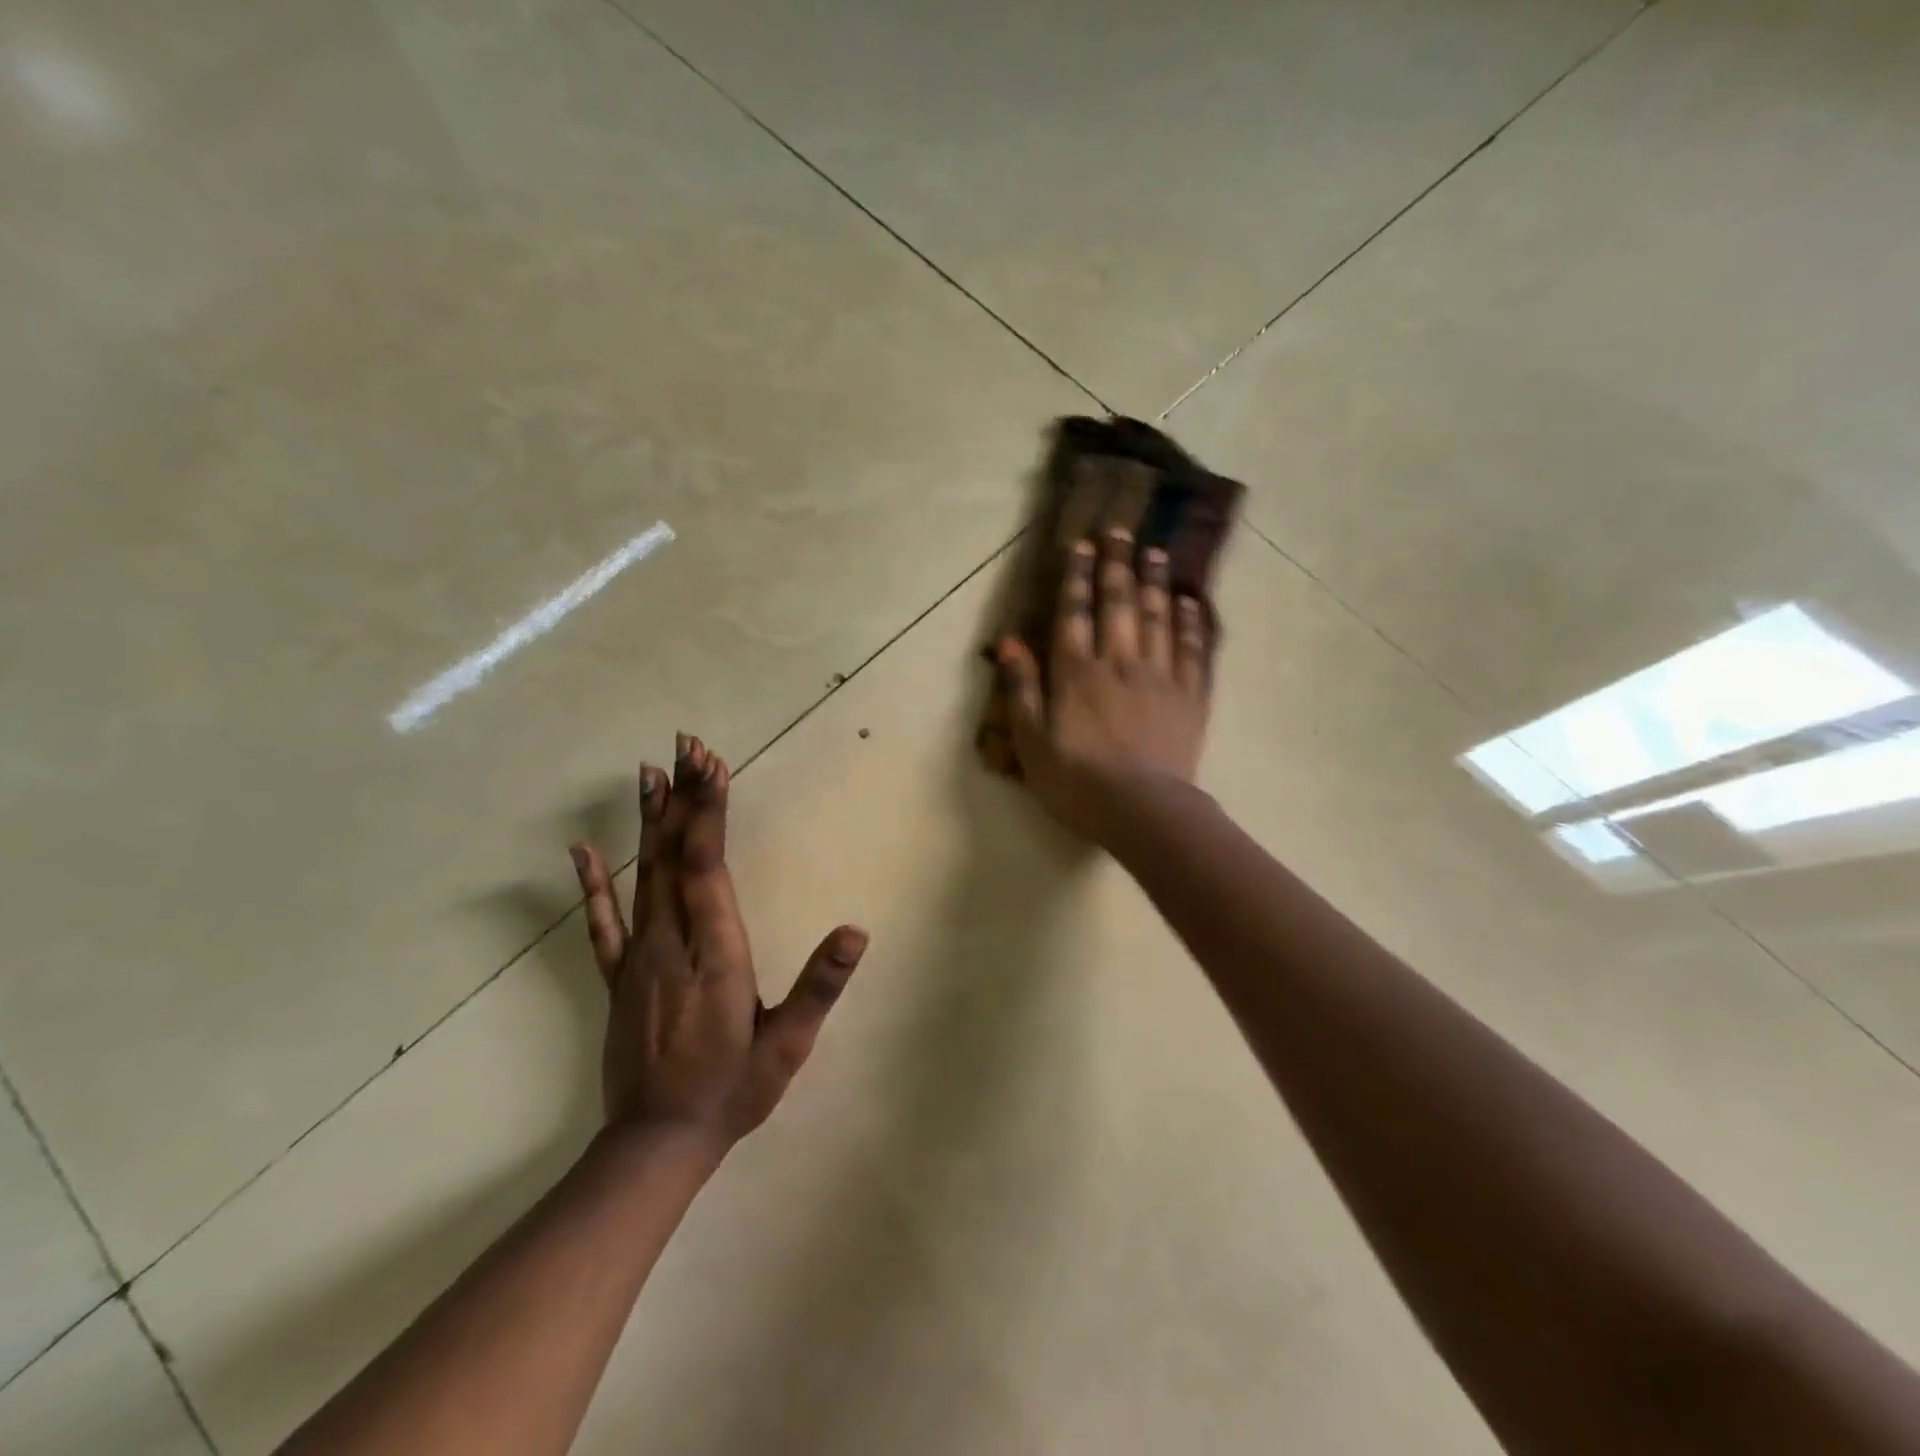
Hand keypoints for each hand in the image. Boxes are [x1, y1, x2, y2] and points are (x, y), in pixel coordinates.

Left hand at [569, 734, 867, 1158]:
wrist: (658, 1142)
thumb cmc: (733, 1089)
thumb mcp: (787, 1044)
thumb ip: (819, 986)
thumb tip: (855, 933)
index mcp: (715, 951)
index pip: (707, 865)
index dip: (708, 812)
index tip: (712, 764)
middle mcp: (671, 942)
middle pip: (675, 855)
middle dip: (684, 796)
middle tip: (686, 744)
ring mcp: (638, 957)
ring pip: (643, 875)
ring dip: (649, 821)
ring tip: (651, 771)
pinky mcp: (619, 976)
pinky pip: (602, 922)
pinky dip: (593, 883)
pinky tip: (582, 850)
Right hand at [997, 527, 1216, 841]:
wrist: (1142, 810)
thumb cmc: (1077, 781)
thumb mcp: (1031, 742)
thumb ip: (1021, 689)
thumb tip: (1009, 642)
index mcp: (1077, 673)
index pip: (1075, 613)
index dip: (1078, 577)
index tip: (1083, 545)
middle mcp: (1120, 662)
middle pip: (1119, 604)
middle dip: (1118, 565)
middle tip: (1121, 531)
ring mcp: (1160, 676)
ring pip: (1158, 617)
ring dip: (1155, 582)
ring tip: (1155, 552)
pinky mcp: (1191, 696)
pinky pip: (1194, 649)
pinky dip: (1192, 622)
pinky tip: (1190, 601)